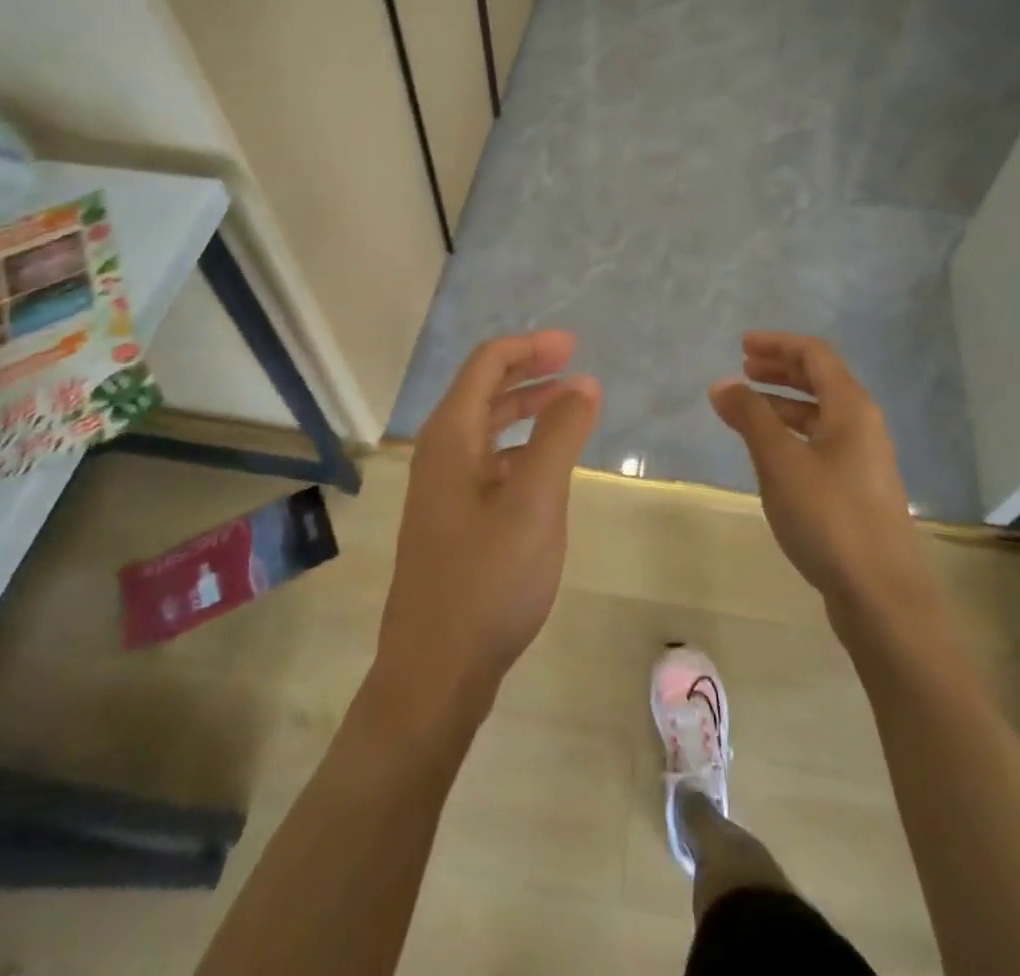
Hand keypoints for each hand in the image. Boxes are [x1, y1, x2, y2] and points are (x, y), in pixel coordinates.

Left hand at [374, 330, 601, 728]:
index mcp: (450, 437)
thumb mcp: (534, 503)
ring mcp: (443, 490)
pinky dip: (520, 449)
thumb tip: (584, 383)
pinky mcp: (453, 521)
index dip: (530, 347)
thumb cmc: (487, 581)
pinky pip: (489, 464)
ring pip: (487, 429)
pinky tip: (548, 467)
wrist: (434, 673)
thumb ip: (560, 437)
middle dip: (529, 372)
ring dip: (526, 410)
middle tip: (575, 367)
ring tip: (569, 409)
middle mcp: (440, 454)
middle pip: (484, 391)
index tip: (573, 346)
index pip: (486, 364)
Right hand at [710, 333, 928, 611]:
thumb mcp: (780, 461)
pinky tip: (770, 453)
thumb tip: (722, 383)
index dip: (778, 344)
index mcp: (851, 408)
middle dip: (781, 370)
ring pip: (820, 415)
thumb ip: (750, 417)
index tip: (742, 345)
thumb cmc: (829, 517)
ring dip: (783, 404)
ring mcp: (863, 460)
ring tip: (746, 410)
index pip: (815, 355)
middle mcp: (863, 426)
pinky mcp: (858, 490)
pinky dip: (792, 434)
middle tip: (743, 370)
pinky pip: (821, 443)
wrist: (881, 595)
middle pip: (821, 381)